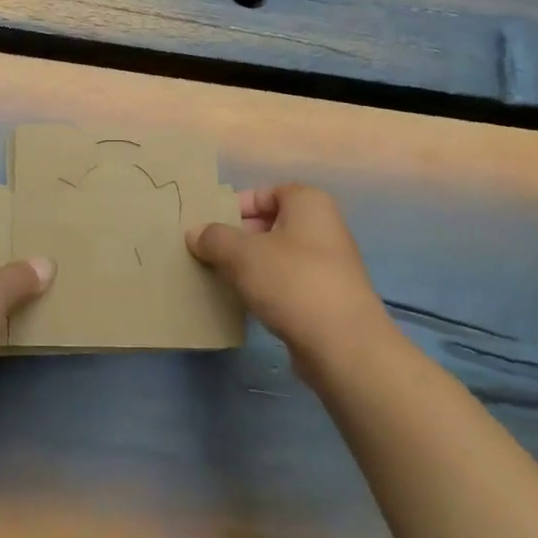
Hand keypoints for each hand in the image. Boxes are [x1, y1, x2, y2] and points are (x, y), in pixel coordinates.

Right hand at [188, 183, 386, 369]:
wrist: (343, 345)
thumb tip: (195, 233)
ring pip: (276, 256)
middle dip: (237, 237)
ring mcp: (327, 265)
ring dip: (248, 265)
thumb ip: (214, 238)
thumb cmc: (292, 281)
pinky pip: (286, 283)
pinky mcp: (325, 299)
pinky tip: (243, 303)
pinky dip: (264, 289)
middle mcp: (323, 227)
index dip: (235, 205)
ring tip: (218, 277)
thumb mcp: (242, 253)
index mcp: (308, 203)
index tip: (209, 225)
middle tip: (207, 252)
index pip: (265, 192)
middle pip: (270, 223)